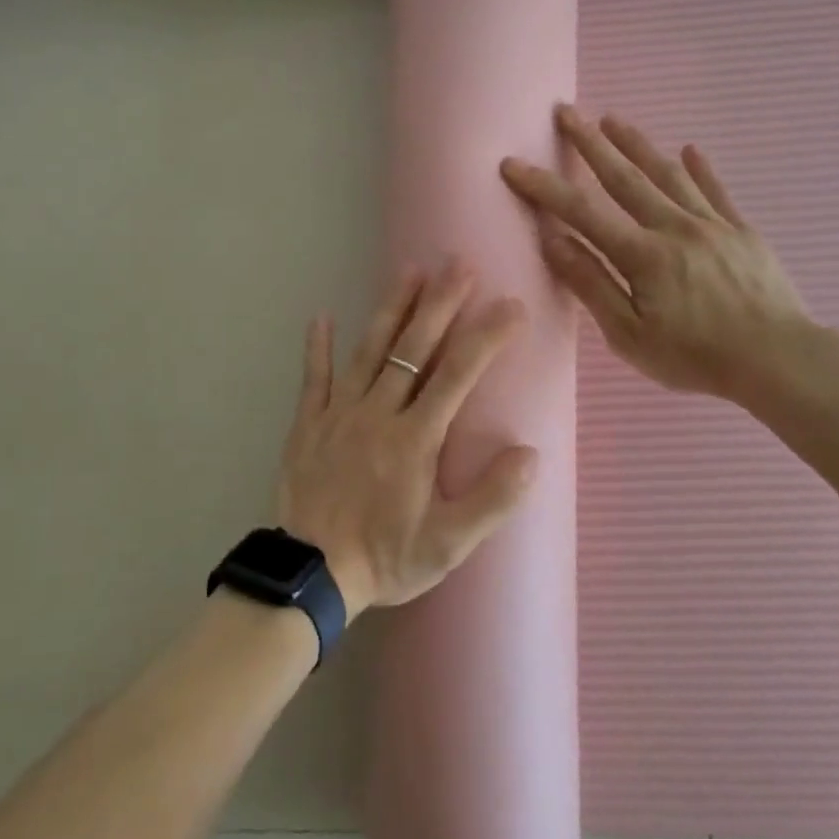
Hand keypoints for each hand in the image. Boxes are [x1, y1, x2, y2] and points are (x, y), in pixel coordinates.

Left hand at [276, 260, 536, 617]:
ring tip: (410, 271)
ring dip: (391, 309)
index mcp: (415, 438)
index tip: (511, 305)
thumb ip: (491, 500)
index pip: (458, 374)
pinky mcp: (307, 424)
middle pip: (413, 349)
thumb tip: (531, 454)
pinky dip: (317, 347)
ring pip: (369, 350)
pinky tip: (320, 317)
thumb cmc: (384, 558)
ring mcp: (339, 414)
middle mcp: (378, 413)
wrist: (309, 575)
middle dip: (440, 303)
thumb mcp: (447, 544)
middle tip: (459, 264)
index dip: (486, 336)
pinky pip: (313, 378)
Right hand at [500, 105, 810, 402]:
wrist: (779, 360)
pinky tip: (690, 149)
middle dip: (590, 143)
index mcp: (643, 255)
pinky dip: (701, 169)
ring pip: (668, 174)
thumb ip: (591, 284)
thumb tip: (554, 241)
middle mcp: (674, 227)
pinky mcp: (743, 232)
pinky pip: (717, 192)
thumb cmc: (695, 356)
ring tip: (613, 119)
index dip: (544, 186)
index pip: (582, 212)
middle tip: (566, 111)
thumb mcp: (629, 335)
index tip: (513, 163)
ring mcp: (712, 225)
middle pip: (625, 177)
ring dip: (637, 144)